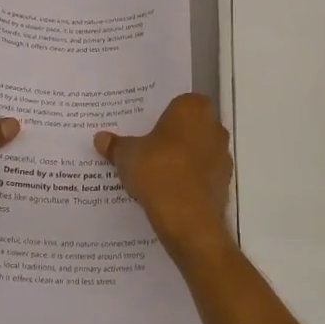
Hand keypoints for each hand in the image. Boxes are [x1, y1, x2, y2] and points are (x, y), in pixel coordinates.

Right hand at [95, 95, 233, 263]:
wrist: (188, 220)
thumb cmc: (158, 172)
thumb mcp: (127, 156)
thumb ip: (116, 145)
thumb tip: (100, 138)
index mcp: (192, 109)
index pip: (178, 103)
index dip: (162, 116)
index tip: (145, 128)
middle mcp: (213, 127)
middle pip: (190, 127)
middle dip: (172, 136)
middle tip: (147, 148)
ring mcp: (222, 156)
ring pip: (198, 151)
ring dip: (182, 159)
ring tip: (155, 173)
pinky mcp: (224, 183)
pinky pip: (202, 175)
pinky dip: (189, 180)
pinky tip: (168, 192)